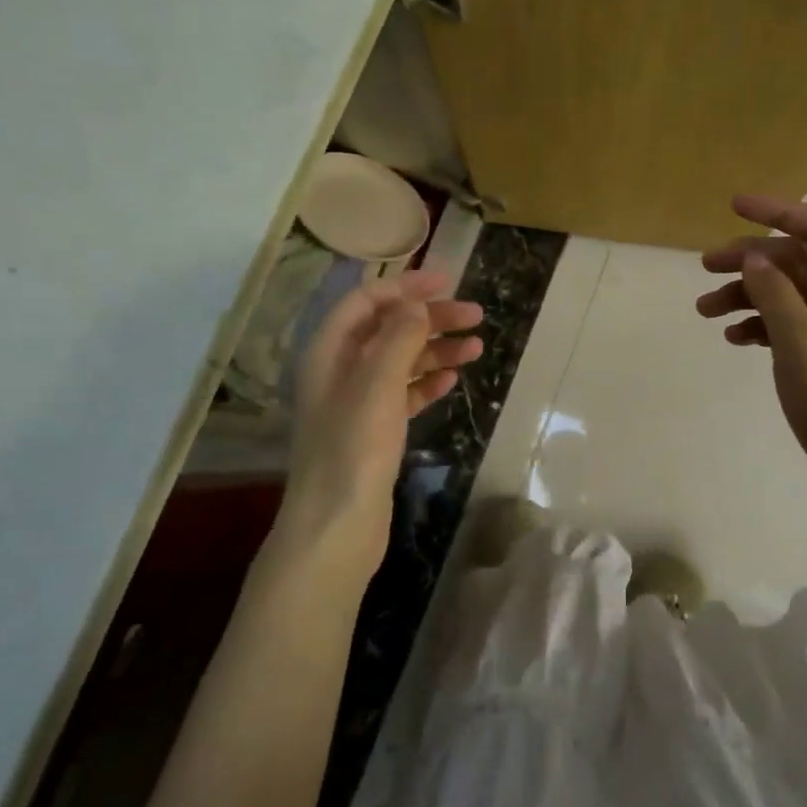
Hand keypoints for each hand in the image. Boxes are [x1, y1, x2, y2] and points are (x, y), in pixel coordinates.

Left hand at [283, 269, 482, 559]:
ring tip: (477, 348)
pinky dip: (427, 383)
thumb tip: (417, 306)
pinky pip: (404, 394)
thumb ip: (398, 337)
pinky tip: (452, 382)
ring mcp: (357, 403)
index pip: (366, 301)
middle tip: (476, 315)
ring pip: (401, 362)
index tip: (447, 281)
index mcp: (329, 351)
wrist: (337, 525)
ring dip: (436, 350)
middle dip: (430, 319)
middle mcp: (340, 371)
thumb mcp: (377, 383)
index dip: (405, 286)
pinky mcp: (373, 431)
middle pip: (388, 329)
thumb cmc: (354, 448)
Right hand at [696, 195, 806, 520]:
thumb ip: (777, 296)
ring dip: (747, 295)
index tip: (733, 206)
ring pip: (787, 294)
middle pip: (797, 260)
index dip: (778, 211)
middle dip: (750, 259)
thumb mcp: (803, 345)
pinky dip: (759, 325)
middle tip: (704, 268)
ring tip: (705, 310)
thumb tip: (753, 257)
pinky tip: (733, 338)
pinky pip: (787, 325)